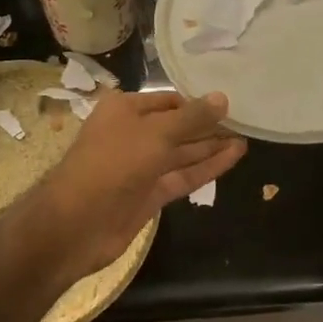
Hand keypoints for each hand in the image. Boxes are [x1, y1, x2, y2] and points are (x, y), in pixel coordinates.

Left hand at [32, 90, 246, 280]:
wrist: (76, 224)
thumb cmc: (113, 163)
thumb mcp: (156, 134)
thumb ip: (192, 118)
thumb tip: (223, 98)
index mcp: (125, 109)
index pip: (168, 100)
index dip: (197, 102)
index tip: (229, 102)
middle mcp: (132, 133)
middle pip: (177, 126)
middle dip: (207, 125)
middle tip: (244, 120)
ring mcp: (141, 166)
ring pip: (182, 152)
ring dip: (211, 146)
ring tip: (246, 137)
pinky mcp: (149, 194)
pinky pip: (182, 175)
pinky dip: (207, 167)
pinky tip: (234, 156)